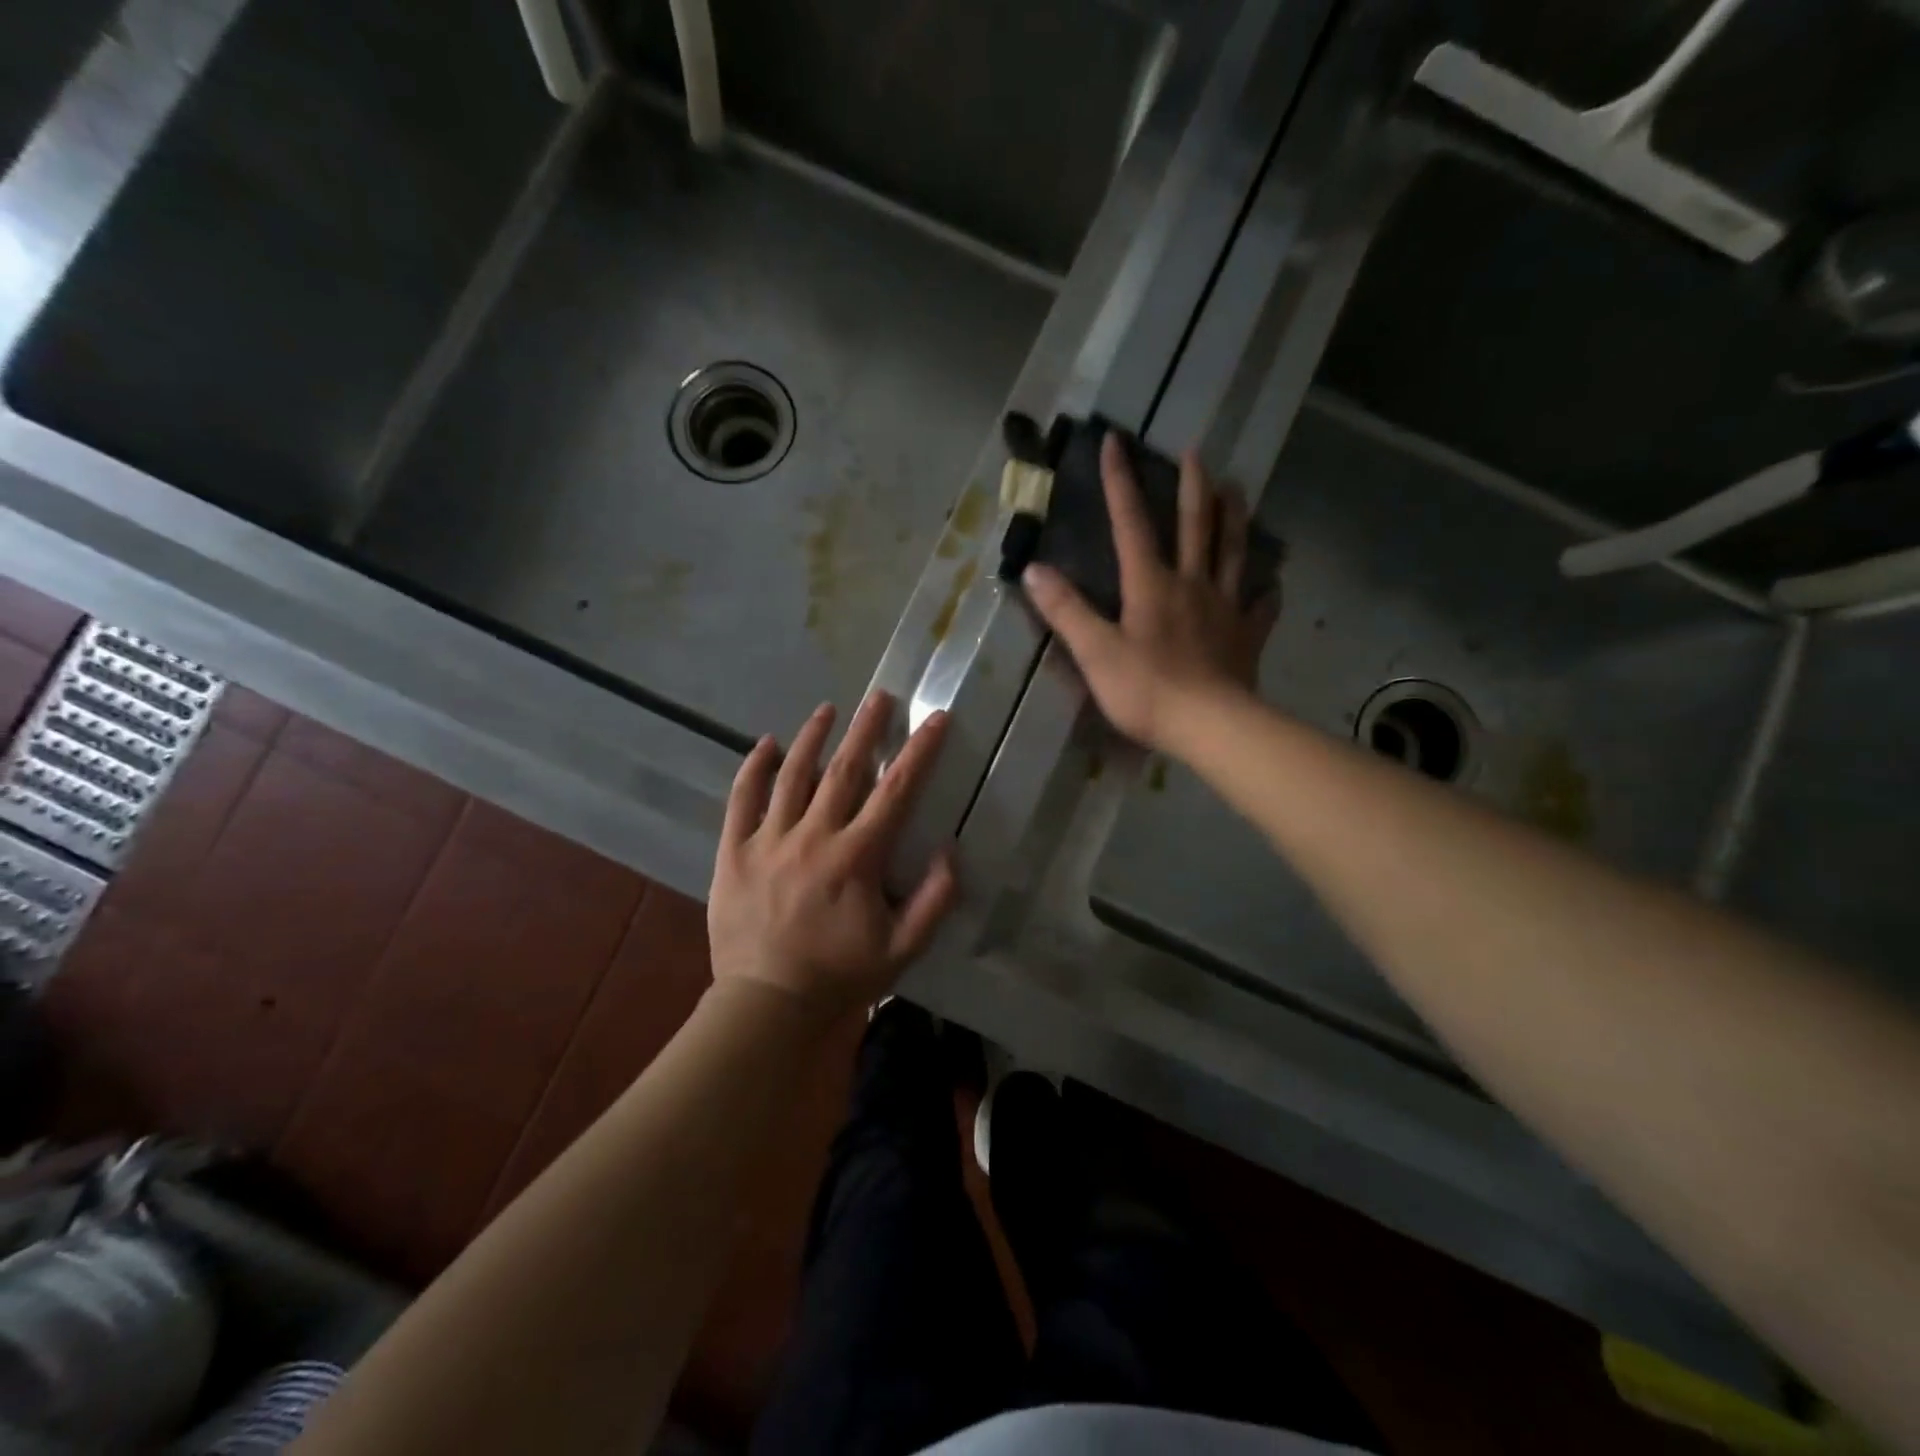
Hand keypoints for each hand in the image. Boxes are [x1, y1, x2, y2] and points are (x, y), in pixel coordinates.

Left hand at [708, 691, 957, 1016]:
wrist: (768, 1005)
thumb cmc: (840, 976)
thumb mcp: (904, 948)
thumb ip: (935, 899)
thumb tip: (950, 849)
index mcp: (856, 857)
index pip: (896, 791)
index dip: (919, 752)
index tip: (935, 718)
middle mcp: (813, 837)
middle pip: (843, 770)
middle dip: (865, 729)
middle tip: (879, 696)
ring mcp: (768, 841)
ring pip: (792, 776)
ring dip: (812, 738)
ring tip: (828, 709)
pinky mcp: (733, 853)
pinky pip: (741, 800)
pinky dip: (754, 769)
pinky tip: (767, 744)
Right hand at [1022, 434, 1277, 755]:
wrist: (1209, 726)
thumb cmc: (1146, 690)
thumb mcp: (1095, 652)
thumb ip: (1066, 610)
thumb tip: (1034, 569)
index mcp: (1151, 585)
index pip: (1131, 523)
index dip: (1120, 482)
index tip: (1116, 441)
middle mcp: (1192, 584)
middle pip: (1195, 525)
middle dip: (1192, 486)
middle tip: (1196, 453)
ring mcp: (1225, 608)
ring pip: (1233, 552)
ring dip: (1235, 518)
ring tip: (1238, 489)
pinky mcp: (1247, 636)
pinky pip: (1260, 607)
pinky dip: (1265, 591)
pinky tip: (1270, 584)